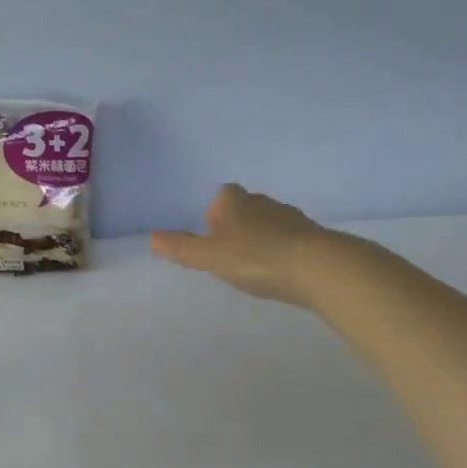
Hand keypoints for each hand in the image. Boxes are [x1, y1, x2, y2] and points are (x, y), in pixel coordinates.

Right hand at [149, 184, 337, 305]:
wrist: (316, 267)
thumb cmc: (255, 257)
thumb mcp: (210, 256)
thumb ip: (181, 247)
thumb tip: (151, 237)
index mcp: (236, 201)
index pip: (222, 196)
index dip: (214, 213)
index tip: (212, 237)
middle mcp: (264, 202)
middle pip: (245, 208)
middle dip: (237, 226)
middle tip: (229, 254)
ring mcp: (291, 218)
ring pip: (269, 224)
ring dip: (260, 239)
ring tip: (254, 265)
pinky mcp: (311, 237)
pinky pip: (289, 240)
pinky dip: (282, 251)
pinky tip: (280, 271)